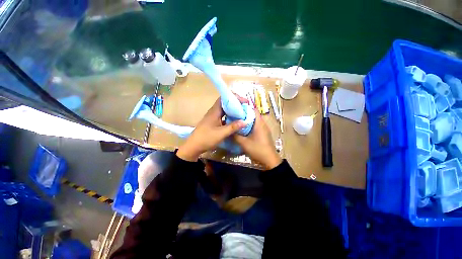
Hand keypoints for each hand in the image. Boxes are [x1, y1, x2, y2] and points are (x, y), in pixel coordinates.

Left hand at [177, 98, 245, 161]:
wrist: (194, 146)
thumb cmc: (206, 138)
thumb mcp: (221, 133)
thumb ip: (233, 127)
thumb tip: (245, 121)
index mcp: (214, 111)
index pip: (224, 98)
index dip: (234, 97)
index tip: (244, 101)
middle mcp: (214, 112)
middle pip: (225, 104)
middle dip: (235, 104)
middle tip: (245, 108)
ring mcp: (213, 117)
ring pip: (224, 110)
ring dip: (233, 111)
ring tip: (242, 113)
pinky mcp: (213, 123)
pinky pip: (223, 117)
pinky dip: (230, 117)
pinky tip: (235, 121)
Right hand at [234, 110, 281, 169]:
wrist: (270, 160)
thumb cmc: (258, 150)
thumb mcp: (244, 143)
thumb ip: (235, 136)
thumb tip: (228, 130)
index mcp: (259, 123)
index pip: (254, 110)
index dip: (245, 106)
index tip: (236, 107)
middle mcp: (263, 124)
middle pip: (253, 115)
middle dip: (244, 113)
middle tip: (234, 114)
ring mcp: (264, 129)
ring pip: (254, 121)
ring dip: (246, 120)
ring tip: (237, 120)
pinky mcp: (263, 133)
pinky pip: (256, 126)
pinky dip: (249, 125)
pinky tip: (243, 129)